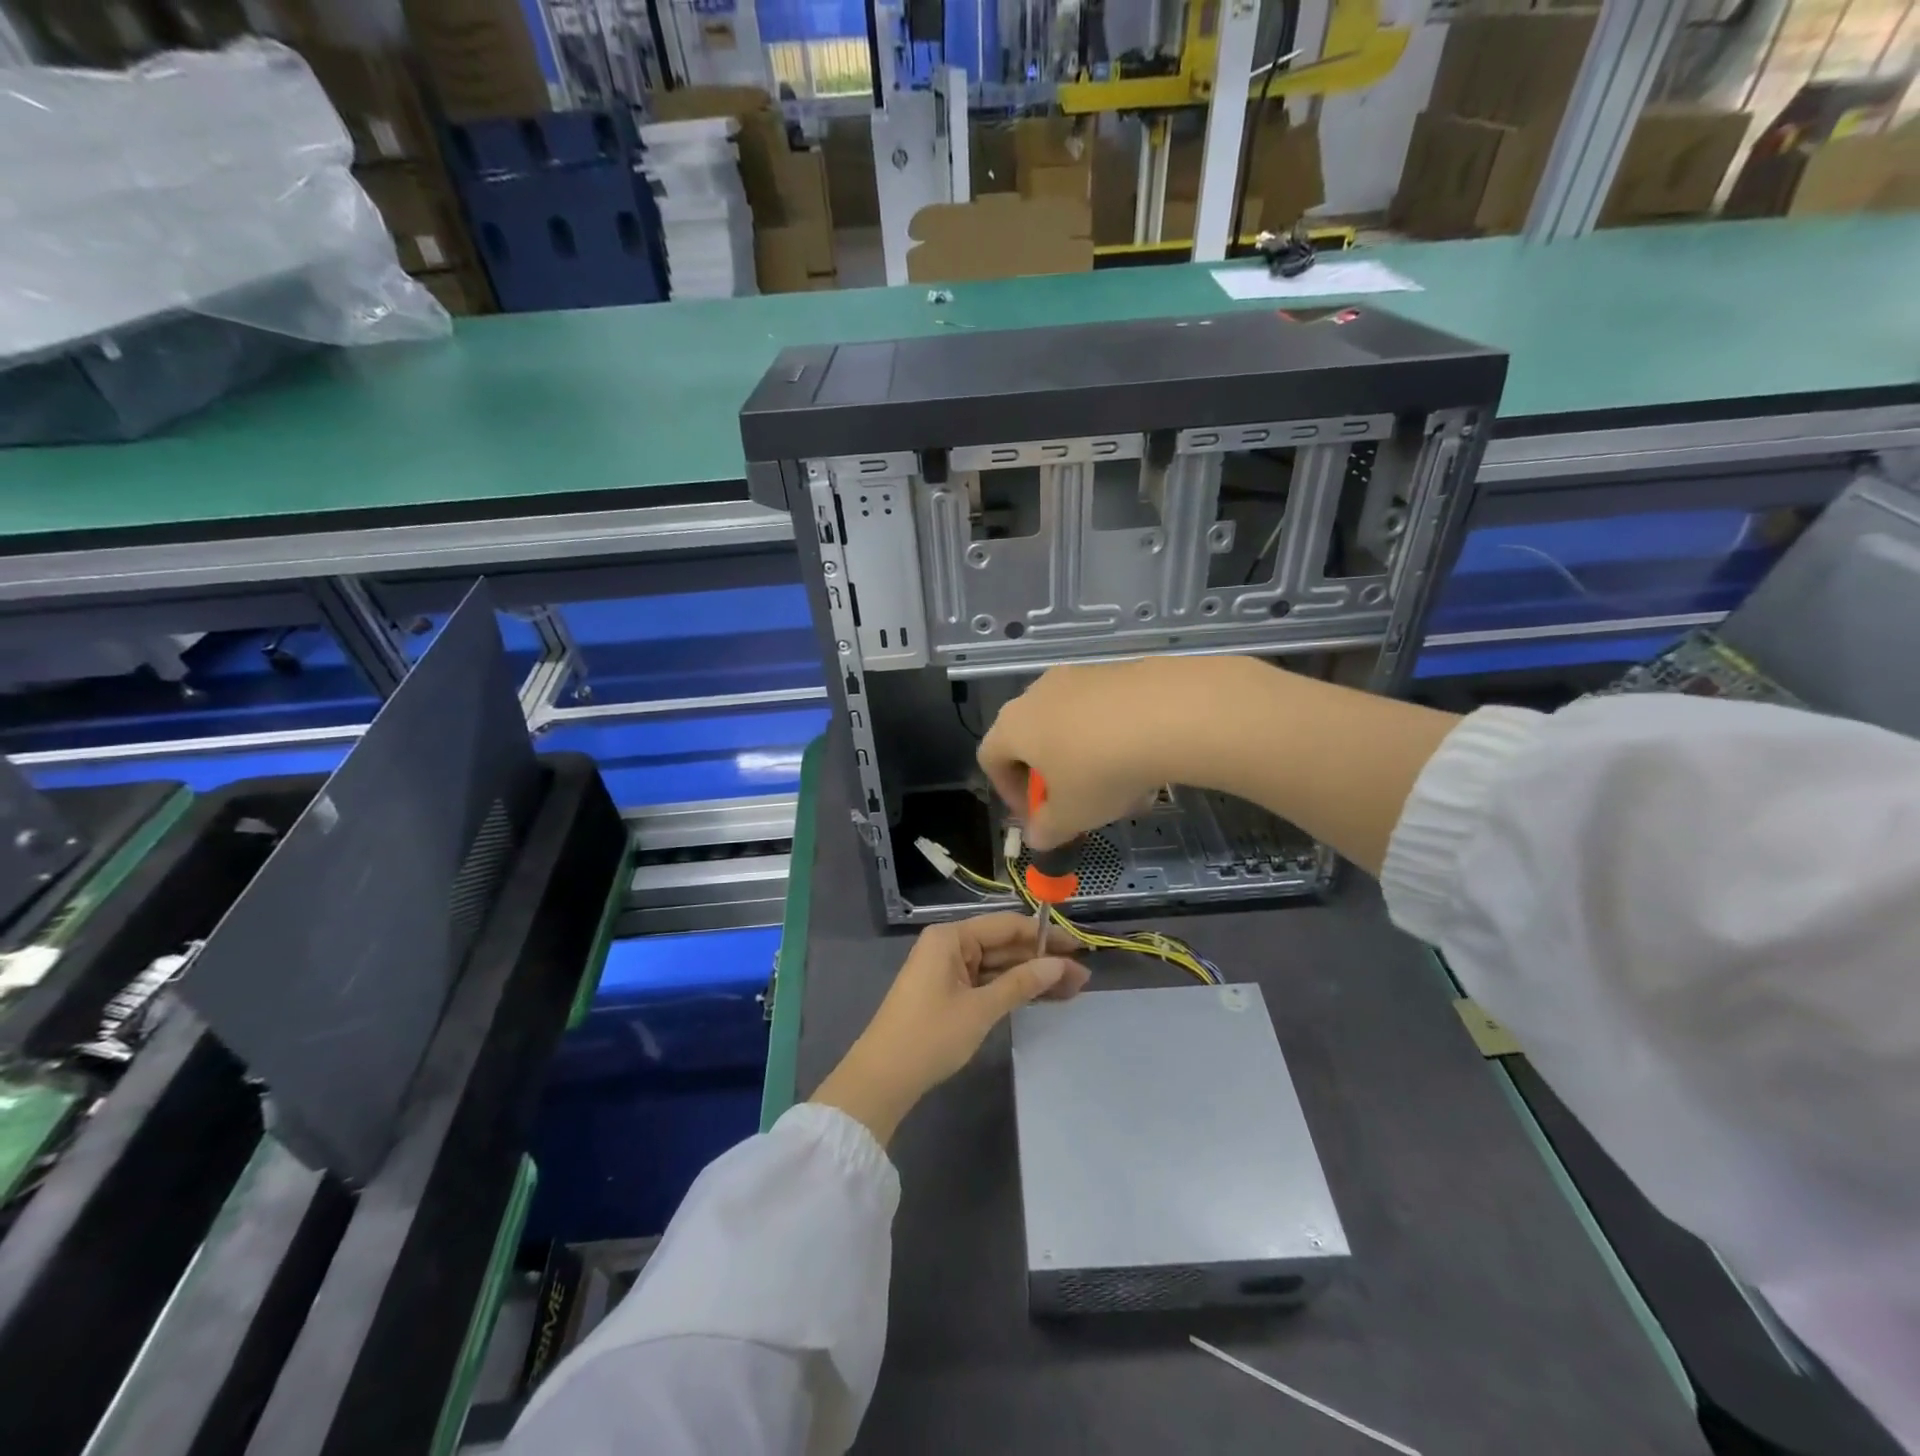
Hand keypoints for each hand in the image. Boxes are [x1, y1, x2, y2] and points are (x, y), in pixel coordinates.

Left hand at [810, 913, 1087, 1145]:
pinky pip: (987, 983)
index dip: (1043, 936)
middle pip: (1004, 945)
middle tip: (1083, 977)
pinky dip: (1013, 990)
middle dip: (1042, 961)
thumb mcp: (981, 1008)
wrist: (882, 1079)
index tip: (1078, 948)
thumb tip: (1059, 965)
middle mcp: (949, 946)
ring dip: (1032, 977)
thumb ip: (1021, 983)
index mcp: (951, 937)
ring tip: (1073, 989)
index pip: (1006, 926)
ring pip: (999, 966)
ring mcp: (949, 970)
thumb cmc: (930, 1035)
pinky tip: (1043, 998)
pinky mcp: (949, 993)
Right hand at [977, 656, 1264, 848]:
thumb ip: (1047, 829)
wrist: (1168, 714)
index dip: (1008, 792)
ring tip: (1118, 787)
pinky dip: (1111, 736)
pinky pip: (1102, 709)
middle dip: (1049, 775)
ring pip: (1069, 724)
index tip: (1036, 817)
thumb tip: (1036, 837)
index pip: (990, 758)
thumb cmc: (1101, 771)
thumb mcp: (1072, 815)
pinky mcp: (1115, 670)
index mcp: (1013, 726)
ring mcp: (1078, 676)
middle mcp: (1037, 693)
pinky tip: (1142, 760)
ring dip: (1083, 757)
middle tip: (1074, 802)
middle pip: (1030, 738)